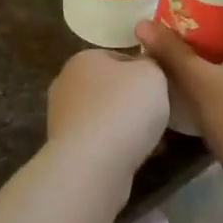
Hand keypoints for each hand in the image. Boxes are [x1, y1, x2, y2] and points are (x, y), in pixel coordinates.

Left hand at [47, 49, 171, 178]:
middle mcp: (66, 84)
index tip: (160, 89)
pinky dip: (115, 148)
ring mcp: (62, 118)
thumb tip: (143, 68)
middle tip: (157, 115)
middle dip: (132, 102)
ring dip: (124, 127)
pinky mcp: (65, 149)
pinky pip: (98, 142)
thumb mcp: (151, 73)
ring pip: (104, 117)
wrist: (93, 164)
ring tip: (151, 141)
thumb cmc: (123, 108)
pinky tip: (134, 158)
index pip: (118, 58)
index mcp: (83, 58)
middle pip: (109, 88)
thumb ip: (150, 64)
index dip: (142, 72)